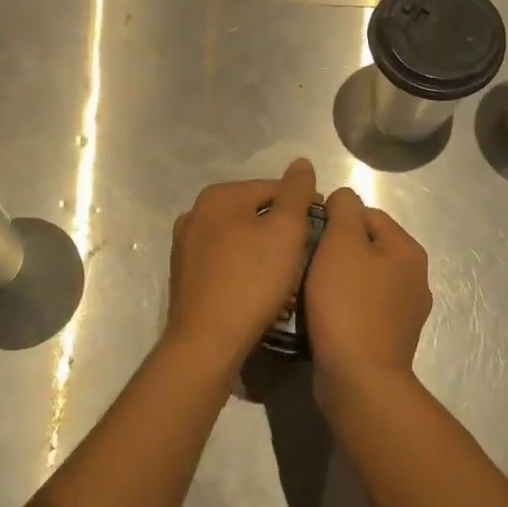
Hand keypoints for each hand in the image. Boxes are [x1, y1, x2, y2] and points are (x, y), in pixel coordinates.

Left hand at [165, 159, 317, 374]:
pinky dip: (244, 268)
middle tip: (306, 256)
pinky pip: (224, 261)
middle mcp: (195, 213)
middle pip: (254, 212)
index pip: (273, 188)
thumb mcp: (286, 232)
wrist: (206, 343)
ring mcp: (185, 245)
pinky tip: (258, 289)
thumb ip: (296, 193)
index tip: (322, 230)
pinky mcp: (184, 275)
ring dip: (263, 250)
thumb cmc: (251, 282)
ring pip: (239, 238)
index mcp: (218, 196)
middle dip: (281, 230)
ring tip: (286, 275)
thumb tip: (301, 163)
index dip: (303, 206)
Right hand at [305, 187, 432, 397]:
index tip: (308, 237)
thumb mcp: (341, 243)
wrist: (359, 380)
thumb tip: (344, 197)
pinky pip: (361, 308)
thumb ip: (344, 210)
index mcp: (408, 250)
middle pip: (365, 246)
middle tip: (305, 263)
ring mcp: (405, 312)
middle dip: (334, 251)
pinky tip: (322, 317)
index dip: (334, 220)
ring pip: (361, 278)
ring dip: (336, 280)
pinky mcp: (390, 338)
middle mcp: (414, 277)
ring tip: (309, 291)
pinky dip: (342, 307)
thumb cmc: (348, 304)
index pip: (367, 213)